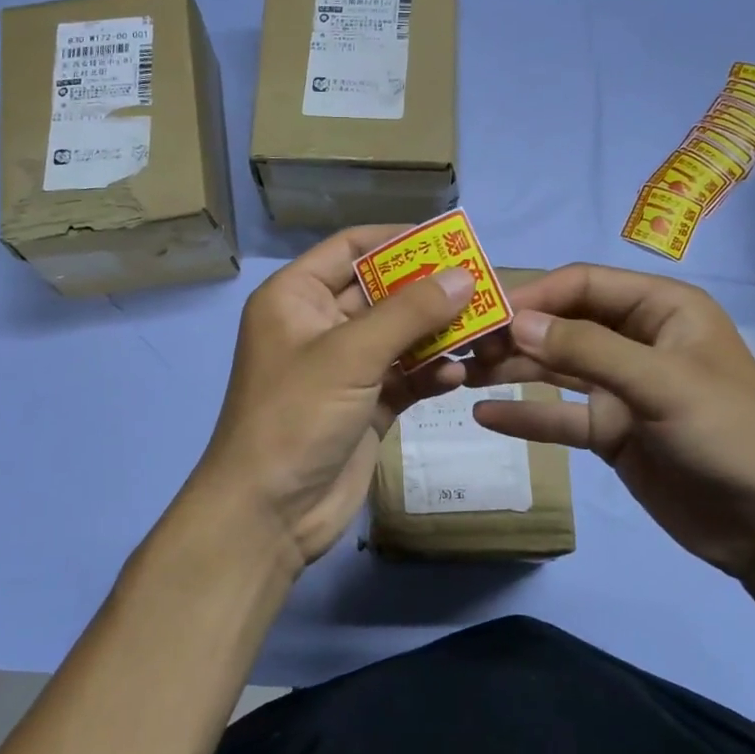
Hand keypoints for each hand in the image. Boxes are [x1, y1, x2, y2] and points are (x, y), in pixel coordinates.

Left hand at [193, 227, 475, 570]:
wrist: (269, 513)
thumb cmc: (295, 417)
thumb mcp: (351, 355)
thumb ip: (410, 312)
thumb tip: (464, 274)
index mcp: (296, 297)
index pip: (349, 248)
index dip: (397, 239)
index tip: (449, 239)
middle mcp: (318, 326)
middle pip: (382, 293)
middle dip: (430, 290)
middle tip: (484, 286)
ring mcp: (344, 369)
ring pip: (399, 336)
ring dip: (438, 334)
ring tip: (485, 329)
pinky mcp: (365, 406)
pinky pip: (405, 378)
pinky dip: (430, 375)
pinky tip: (457, 377)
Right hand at [465, 263, 754, 580]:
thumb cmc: (728, 434)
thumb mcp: (661, 382)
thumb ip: (586, 350)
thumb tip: (516, 322)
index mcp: (662, 310)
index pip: (584, 285)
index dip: (534, 295)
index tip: (484, 314)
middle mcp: (638, 341)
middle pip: (563, 325)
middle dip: (516, 333)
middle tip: (463, 348)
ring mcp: (622, 389)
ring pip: (556, 370)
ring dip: (513, 371)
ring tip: (461, 375)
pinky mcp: (612, 432)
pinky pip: (561, 417)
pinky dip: (526, 416)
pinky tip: (485, 417)